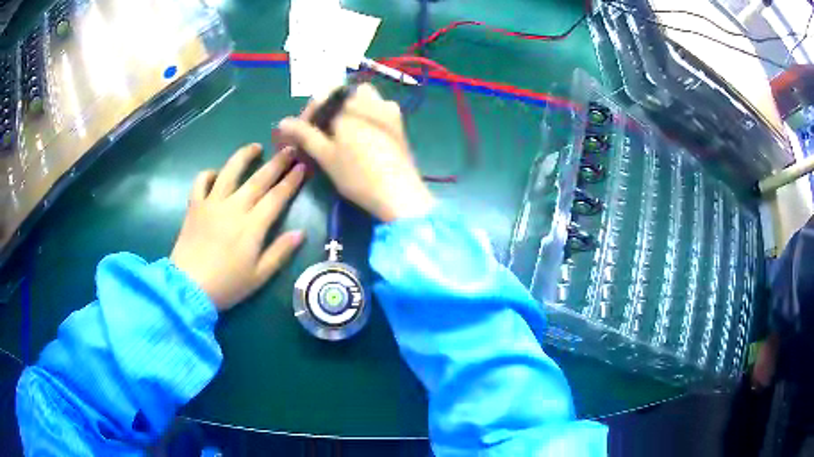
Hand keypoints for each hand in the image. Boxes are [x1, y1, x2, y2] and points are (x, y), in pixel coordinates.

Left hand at [171, 144, 305, 310]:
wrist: (188, 288)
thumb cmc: (226, 285)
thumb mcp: (259, 276)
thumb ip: (280, 252)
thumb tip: (301, 233)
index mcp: (252, 225)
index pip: (276, 196)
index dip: (291, 180)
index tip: (302, 166)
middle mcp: (234, 207)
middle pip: (258, 179)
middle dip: (276, 162)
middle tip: (288, 149)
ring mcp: (212, 204)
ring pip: (229, 172)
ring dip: (244, 156)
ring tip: (256, 147)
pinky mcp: (194, 206)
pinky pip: (201, 182)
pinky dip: (209, 174)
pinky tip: (216, 174)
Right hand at [277, 83, 433, 221]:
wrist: (399, 193)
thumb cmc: (357, 174)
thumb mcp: (325, 155)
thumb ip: (304, 134)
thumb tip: (282, 122)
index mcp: (349, 105)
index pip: (321, 98)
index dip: (308, 115)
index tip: (301, 133)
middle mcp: (370, 100)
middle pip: (343, 94)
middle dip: (329, 109)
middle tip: (321, 131)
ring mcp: (388, 110)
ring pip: (363, 98)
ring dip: (348, 109)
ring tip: (341, 133)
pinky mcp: (399, 123)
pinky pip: (378, 109)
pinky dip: (366, 115)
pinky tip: (362, 136)